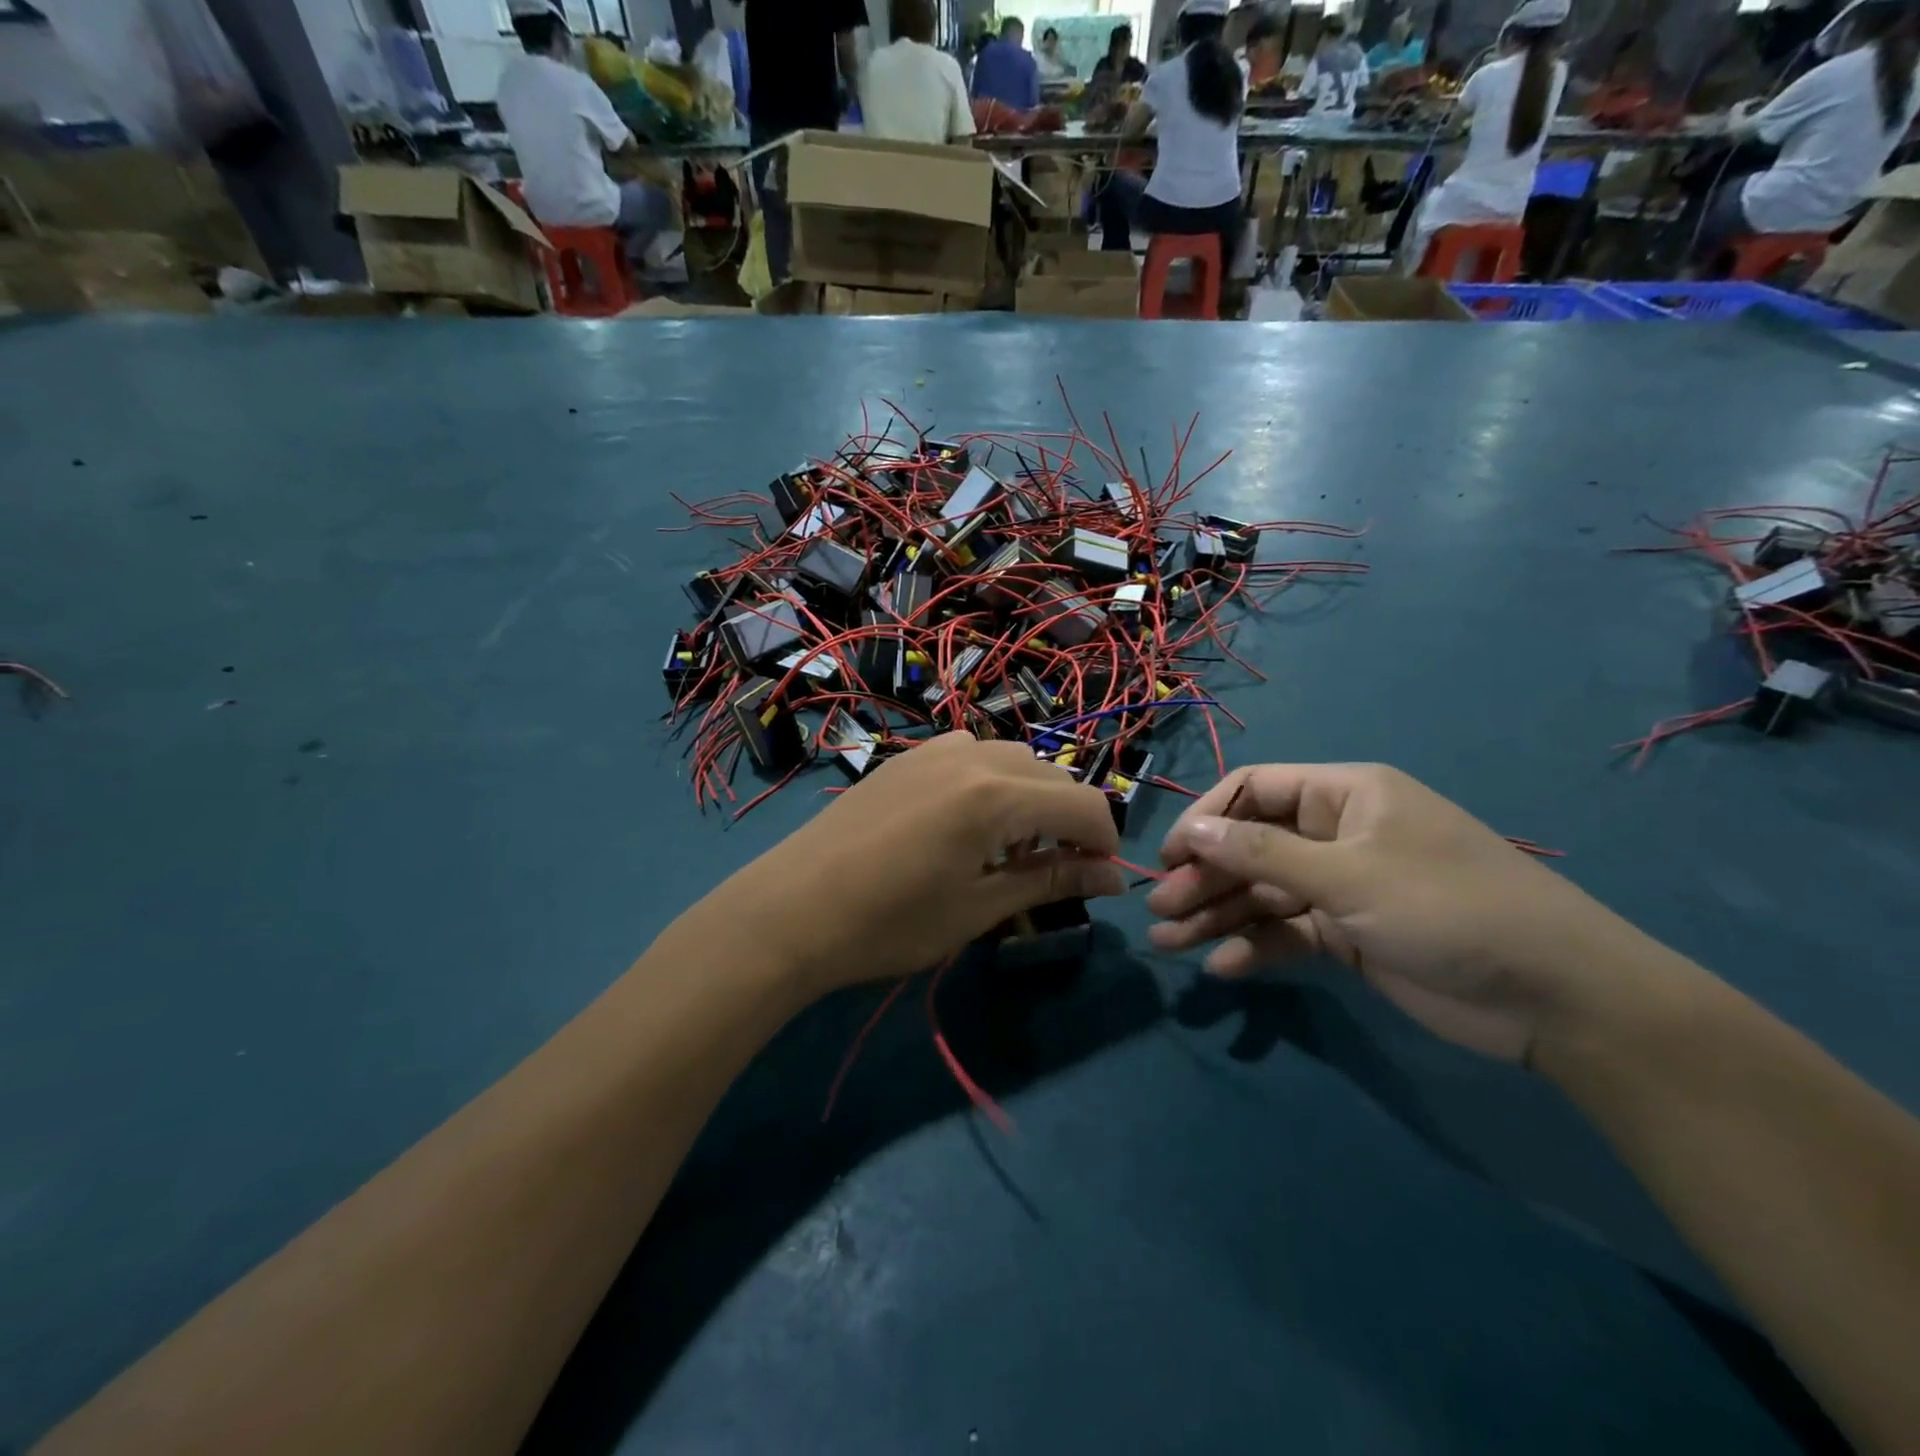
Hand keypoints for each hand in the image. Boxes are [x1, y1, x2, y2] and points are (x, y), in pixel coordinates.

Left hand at [710, 733, 1124, 993]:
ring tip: (1010, 847)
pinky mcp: (907, 756)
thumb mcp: (978, 907)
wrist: (792, 908)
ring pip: (1013, 759)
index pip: (1084, 804)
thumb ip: (1050, 880)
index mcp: (997, 794)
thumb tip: (1114, 877)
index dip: (1105, 841)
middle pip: (1052, 775)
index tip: (1102, 879)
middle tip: (1056, 870)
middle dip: (1070, 819)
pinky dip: (991, 782)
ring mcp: (935, 749)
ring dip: (1031, 797)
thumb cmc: (890, 922)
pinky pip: (972, 754)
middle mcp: (973, 755)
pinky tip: (967, 822)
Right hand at [1146, 763, 1621, 1063]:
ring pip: (1263, 892)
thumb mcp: (1349, 876)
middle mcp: (1338, 833)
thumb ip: (1262, 855)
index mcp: (1344, 796)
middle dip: (1204, 878)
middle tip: (1160, 912)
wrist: (1556, 997)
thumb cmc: (1448, 909)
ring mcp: (1343, 886)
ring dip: (1217, 916)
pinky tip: (1224, 967)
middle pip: (1251, 847)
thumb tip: (1191, 832)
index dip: (1207, 819)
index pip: (1254, 791)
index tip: (1170, 857)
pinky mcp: (1350, 934)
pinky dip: (1256, 947)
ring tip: (1169, 945)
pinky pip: (1288, 931)